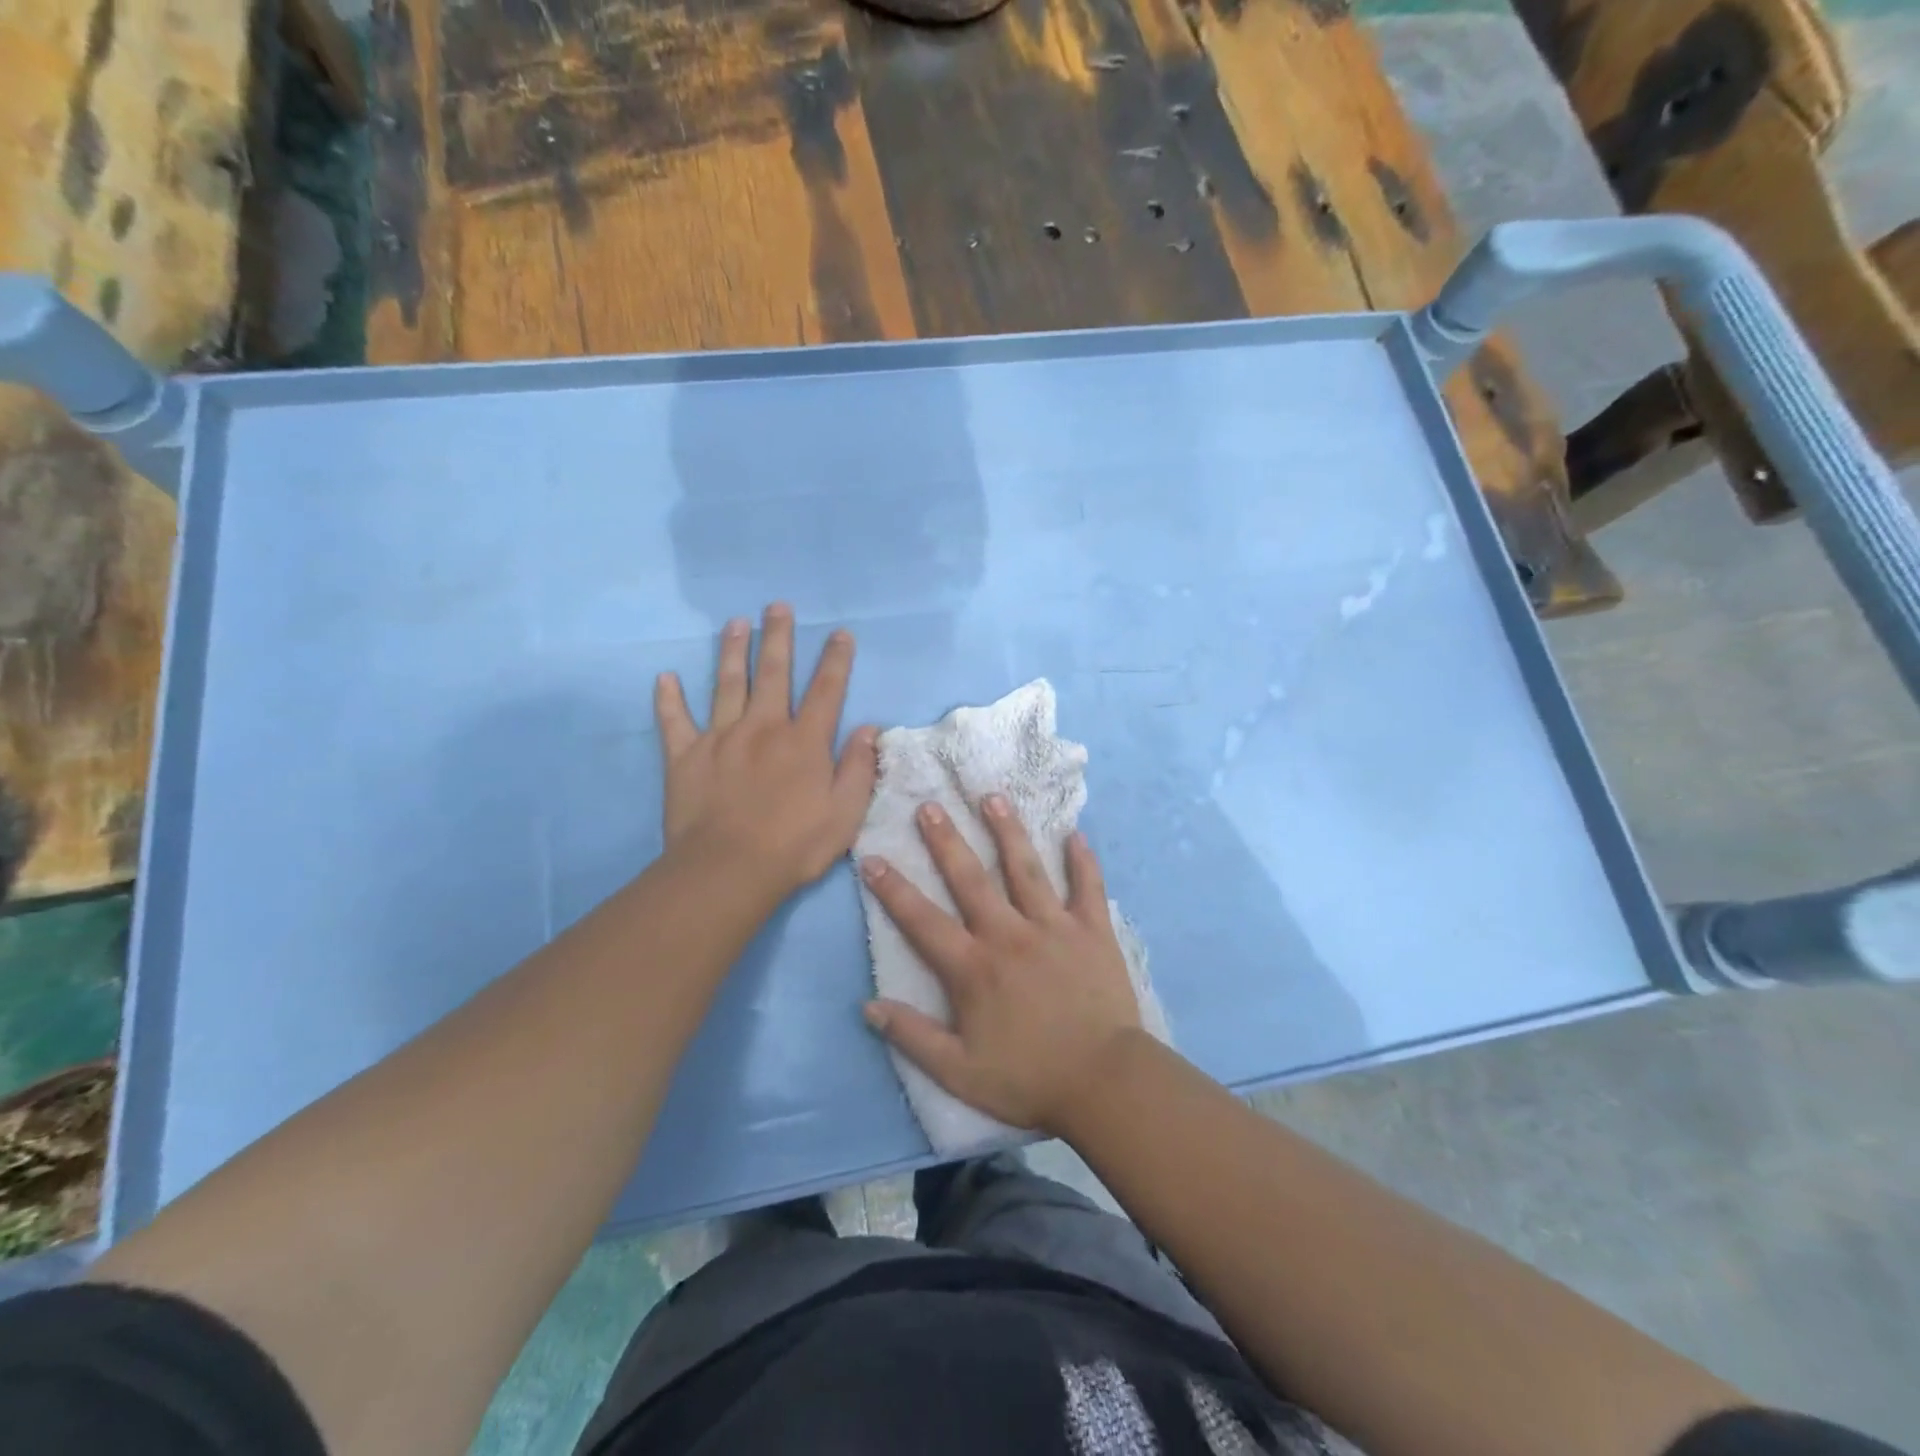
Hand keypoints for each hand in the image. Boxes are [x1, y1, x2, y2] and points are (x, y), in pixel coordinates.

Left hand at [655, 603, 877, 895]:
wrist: (728, 870)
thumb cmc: (794, 845)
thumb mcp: (845, 813)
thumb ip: (858, 768)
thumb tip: (868, 728)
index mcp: (804, 742)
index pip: (826, 690)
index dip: (835, 660)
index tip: (839, 633)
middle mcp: (763, 728)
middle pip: (774, 674)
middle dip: (778, 637)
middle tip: (777, 606)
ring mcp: (721, 738)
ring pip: (727, 684)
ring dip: (732, 651)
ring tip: (735, 623)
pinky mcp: (685, 756)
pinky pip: (674, 721)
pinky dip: (668, 699)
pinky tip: (665, 678)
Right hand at [859, 796, 1142, 1134]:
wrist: (1104, 1083)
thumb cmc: (1029, 1079)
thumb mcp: (959, 1072)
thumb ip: (912, 1037)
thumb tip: (868, 1006)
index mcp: (974, 967)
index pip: (923, 920)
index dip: (893, 889)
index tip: (872, 858)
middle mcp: (1009, 934)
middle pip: (971, 879)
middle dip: (946, 841)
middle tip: (930, 805)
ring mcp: (1054, 927)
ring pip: (1026, 869)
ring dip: (1008, 832)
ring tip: (993, 798)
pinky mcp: (1093, 931)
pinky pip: (1087, 887)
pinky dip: (1082, 861)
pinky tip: (1075, 834)